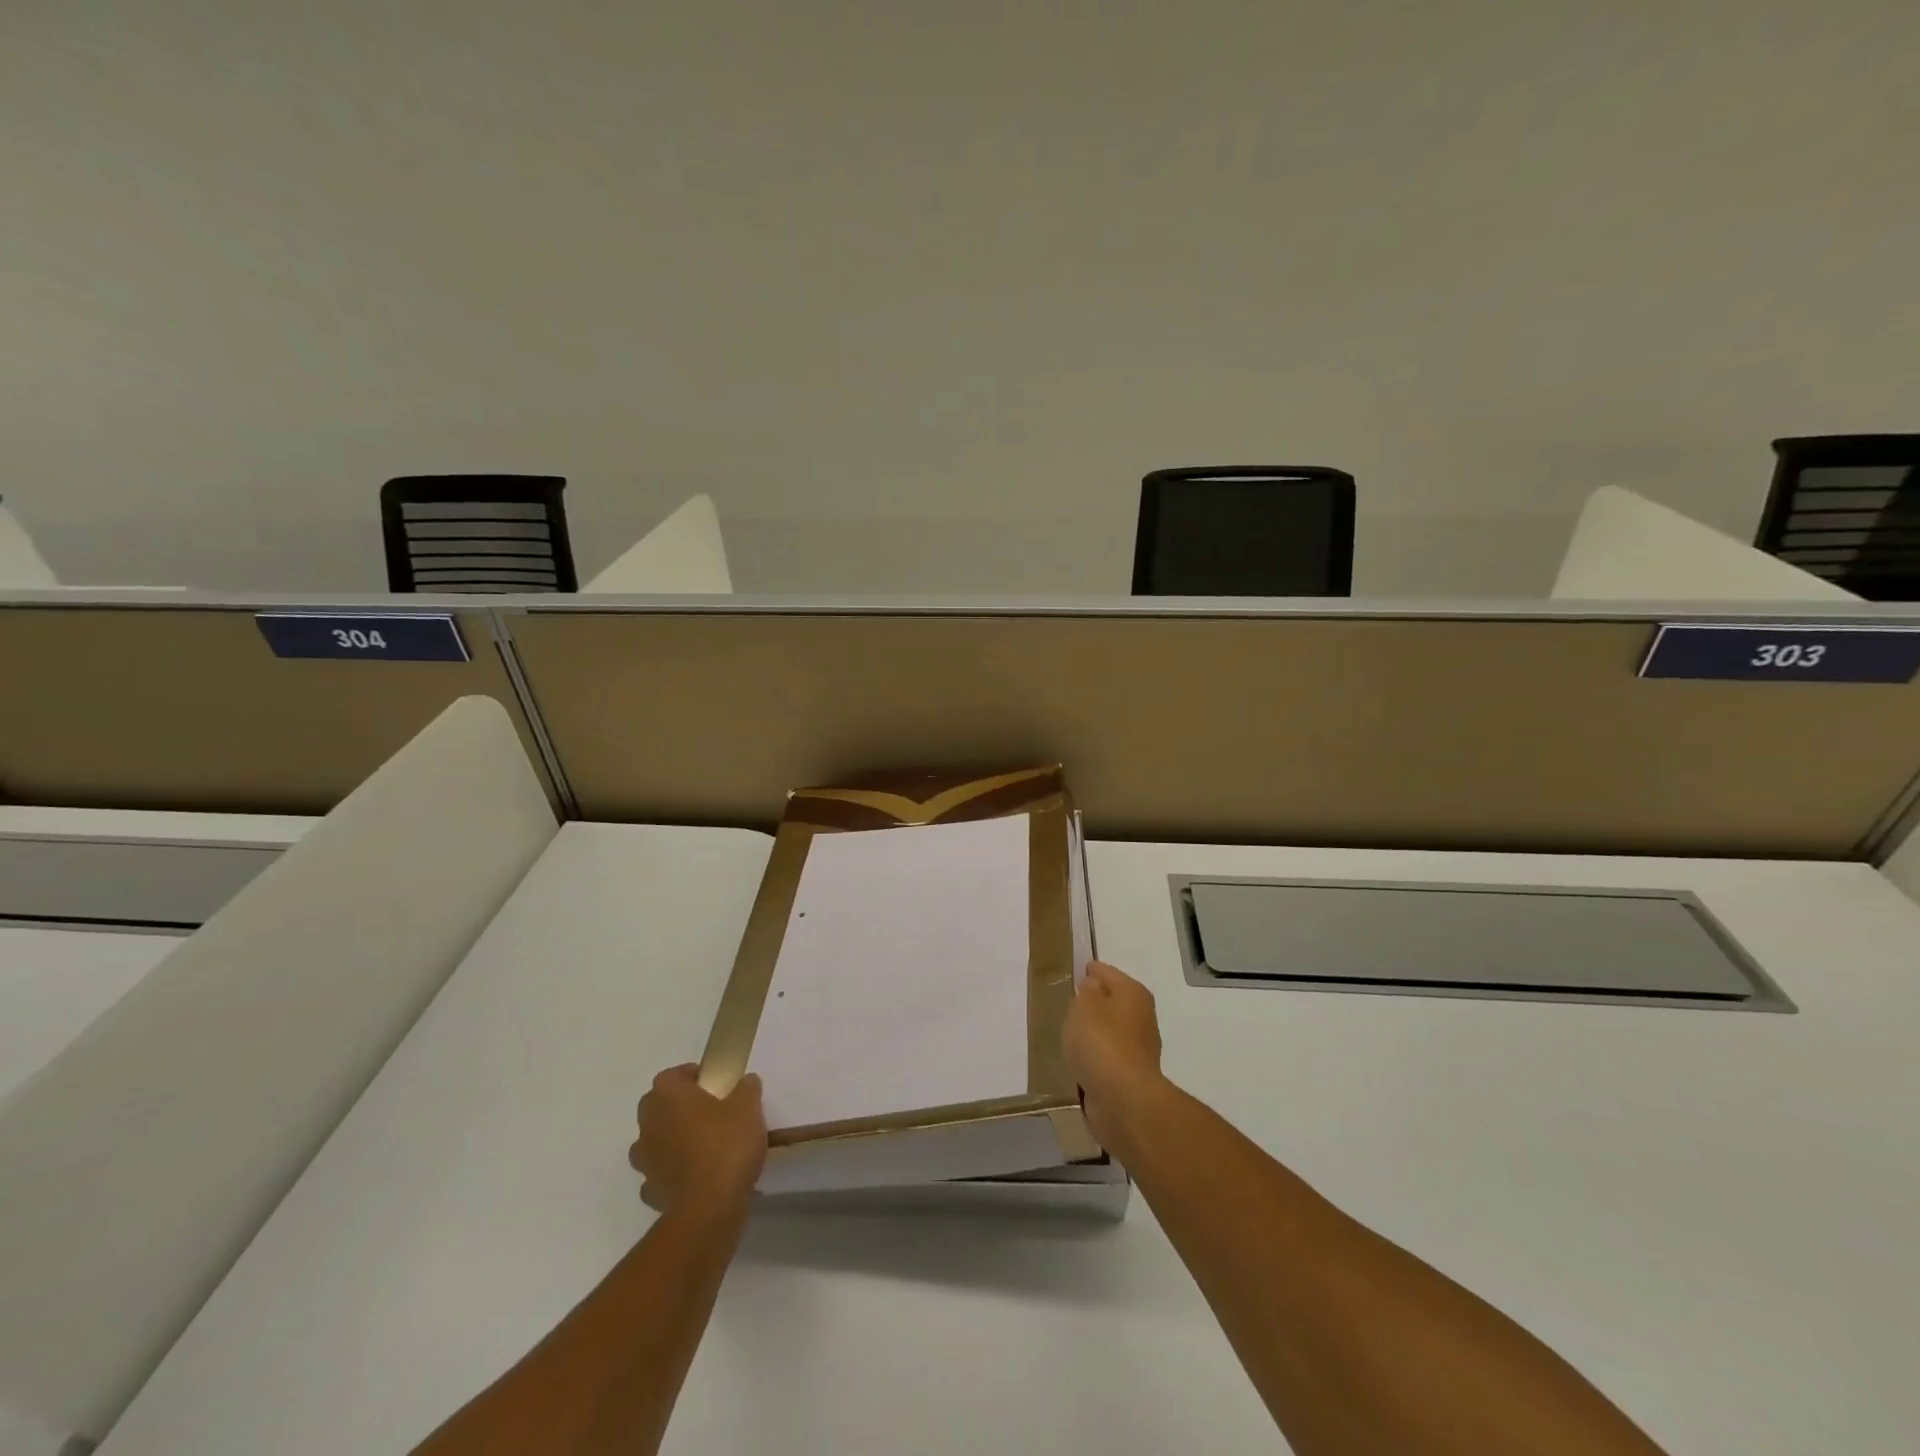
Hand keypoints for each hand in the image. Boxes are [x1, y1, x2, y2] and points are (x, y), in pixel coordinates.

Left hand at [629, 1065, 767, 1214]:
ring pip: (657, 1141)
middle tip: (711, 1112)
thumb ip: (746, 1088)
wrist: (709, 1208)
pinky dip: (675, 1172)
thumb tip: (745, 1082)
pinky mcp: (650, 1191)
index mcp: (667, 1096)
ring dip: (674, 1140)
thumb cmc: (726, 1144)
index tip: (715, 1084)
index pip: (672, 1075)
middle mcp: (648, 1124)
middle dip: (681, 1107)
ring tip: (706, 1146)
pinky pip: (661, 1173)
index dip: (692, 1076)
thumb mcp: (749, 1106)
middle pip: (660, 1107)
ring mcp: (645, 1161)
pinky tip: (698, 1176)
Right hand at [1063, 961, 1165, 1150]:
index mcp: (1133, 994)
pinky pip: (1107, 1057)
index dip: (1092, 969)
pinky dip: (1095, 1055)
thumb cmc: (1102, 1042)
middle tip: (1070, 1001)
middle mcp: (1142, 1018)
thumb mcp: (1084, 1006)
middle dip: (1094, 1001)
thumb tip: (1094, 988)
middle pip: (1113, 1002)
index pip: (1108, 973)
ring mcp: (1138, 1049)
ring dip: (1095, 1031)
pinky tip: (1079, 1059)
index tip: (1078, 969)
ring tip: (1070, 1031)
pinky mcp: (1130, 1076)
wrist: (1123, 1100)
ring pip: (1110, 1031)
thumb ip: (1086, 992)